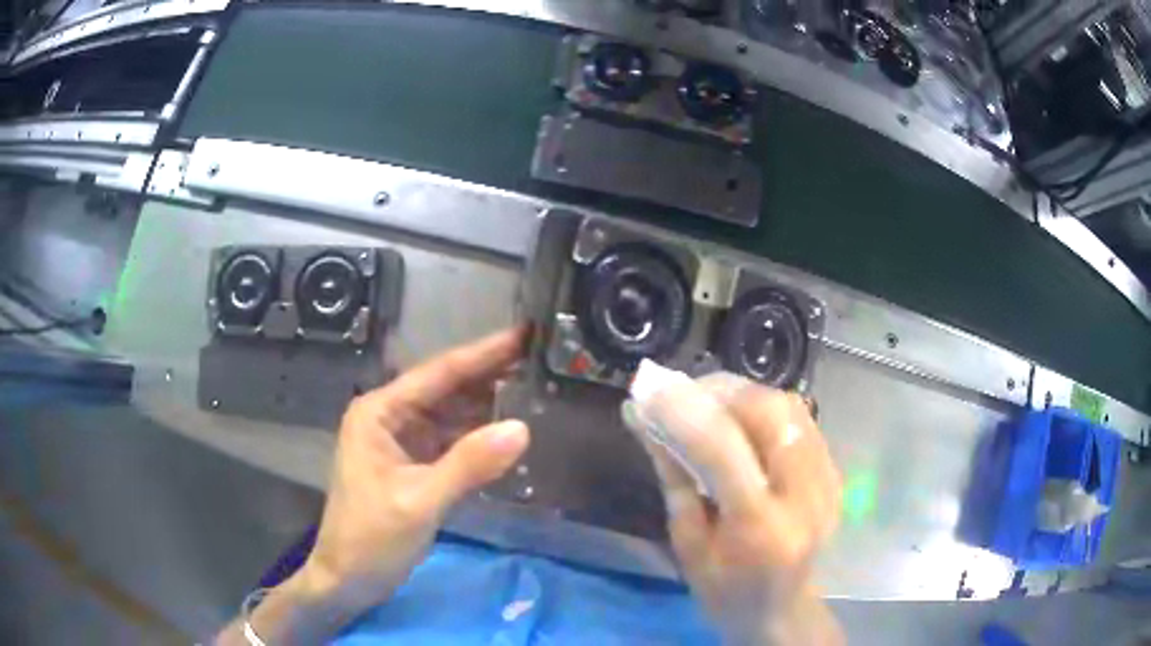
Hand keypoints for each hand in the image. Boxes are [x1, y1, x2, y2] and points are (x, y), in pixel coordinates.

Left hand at [306, 326, 530, 607]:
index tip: (525, 332)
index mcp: (380, 412)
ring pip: (453, 414)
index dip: (484, 353)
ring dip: (489, 404)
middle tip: (541, 356)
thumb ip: (468, 464)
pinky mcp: (415, 465)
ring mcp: (403, 441)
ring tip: (535, 385)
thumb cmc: (370, 539)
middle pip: (447, 389)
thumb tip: (522, 428)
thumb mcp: (419, 501)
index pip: (439, 373)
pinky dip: (480, 436)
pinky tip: (509, 429)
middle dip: (491, 374)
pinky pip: (453, 441)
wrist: (348, 580)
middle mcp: (390, 417)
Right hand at [634, 375, 842, 645]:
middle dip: (723, 392)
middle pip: (772, 415)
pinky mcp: (835, 475)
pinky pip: (801, 422)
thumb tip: (648, 422)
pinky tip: (742, 421)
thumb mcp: (687, 545)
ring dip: (745, 395)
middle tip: (685, 393)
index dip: (685, 412)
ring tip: (710, 402)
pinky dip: (766, 410)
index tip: (651, 389)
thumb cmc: (723, 591)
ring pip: (791, 410)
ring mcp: (828, 483)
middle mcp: (806, 498)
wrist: (780, 610)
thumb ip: (674, 479)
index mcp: (762, 529)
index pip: (724, 450)